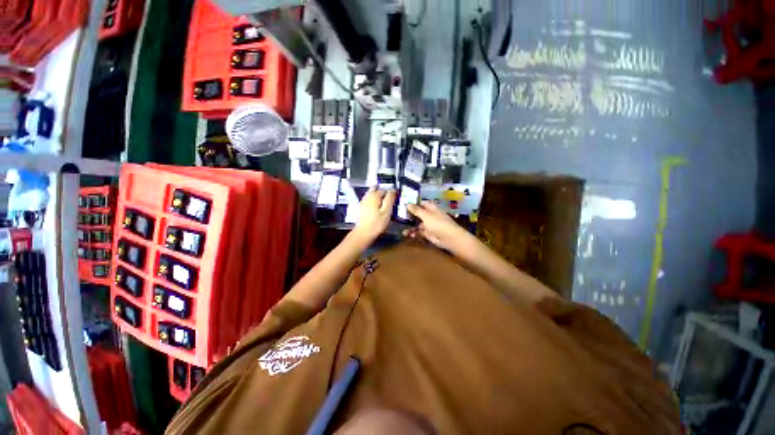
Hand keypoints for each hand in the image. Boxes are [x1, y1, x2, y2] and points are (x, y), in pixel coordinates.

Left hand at [353, 187, 396, 241]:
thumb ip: (390, 199)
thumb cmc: (377, 223)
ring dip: (378, 197)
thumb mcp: (387, 211)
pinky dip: (374, 202)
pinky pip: (369, 200)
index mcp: (374, 195)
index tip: (395, 201)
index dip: (391, 194)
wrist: (363, 233)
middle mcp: (367, 195)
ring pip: (372, 194)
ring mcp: (363, 201)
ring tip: (384, 206)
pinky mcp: (361, 207)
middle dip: (383, 194)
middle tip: (389, 203)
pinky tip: (377, 209)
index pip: (385, 190)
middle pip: (377, 190)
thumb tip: (393, 189)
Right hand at [403, 201, 471, 252]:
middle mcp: (429, 215)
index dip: (413, 204)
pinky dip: (414, 233)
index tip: (404, 204)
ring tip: (403, 231)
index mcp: (431, 208)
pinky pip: (419, 232)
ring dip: (410, 227)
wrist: (449, 238)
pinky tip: (409, 235)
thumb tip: (408, 204)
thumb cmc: (438, 223)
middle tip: (399, 218)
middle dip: (410, 216)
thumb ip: (416, 210)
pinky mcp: (428, 233)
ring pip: (417, 224)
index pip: (421, 203)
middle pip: (418, 214)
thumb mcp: (426, 215)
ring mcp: (429, 225)